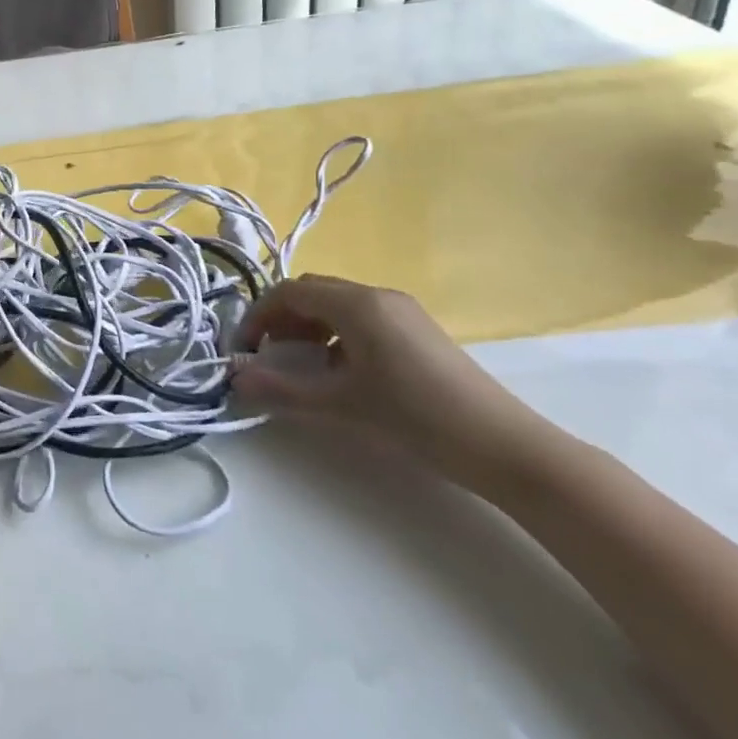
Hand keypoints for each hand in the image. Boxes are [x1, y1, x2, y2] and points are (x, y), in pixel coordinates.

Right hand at [232, 274, 549, 493]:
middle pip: (312, 293)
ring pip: (336, 306)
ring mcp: (402, 311)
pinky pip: (361, 320)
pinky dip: (335, 337)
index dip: (258, 316)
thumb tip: (234, 379)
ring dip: (307, 329)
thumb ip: (281, 389)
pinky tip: (340, 373)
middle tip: (269, 357)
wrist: (504, 446)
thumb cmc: (414, 417)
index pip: (289, 292)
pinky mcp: (418, 331)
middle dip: (281, 321)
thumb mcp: (340, 404)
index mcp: (357, 303)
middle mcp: (378, 295)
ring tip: (301, 368)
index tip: (243, 351)